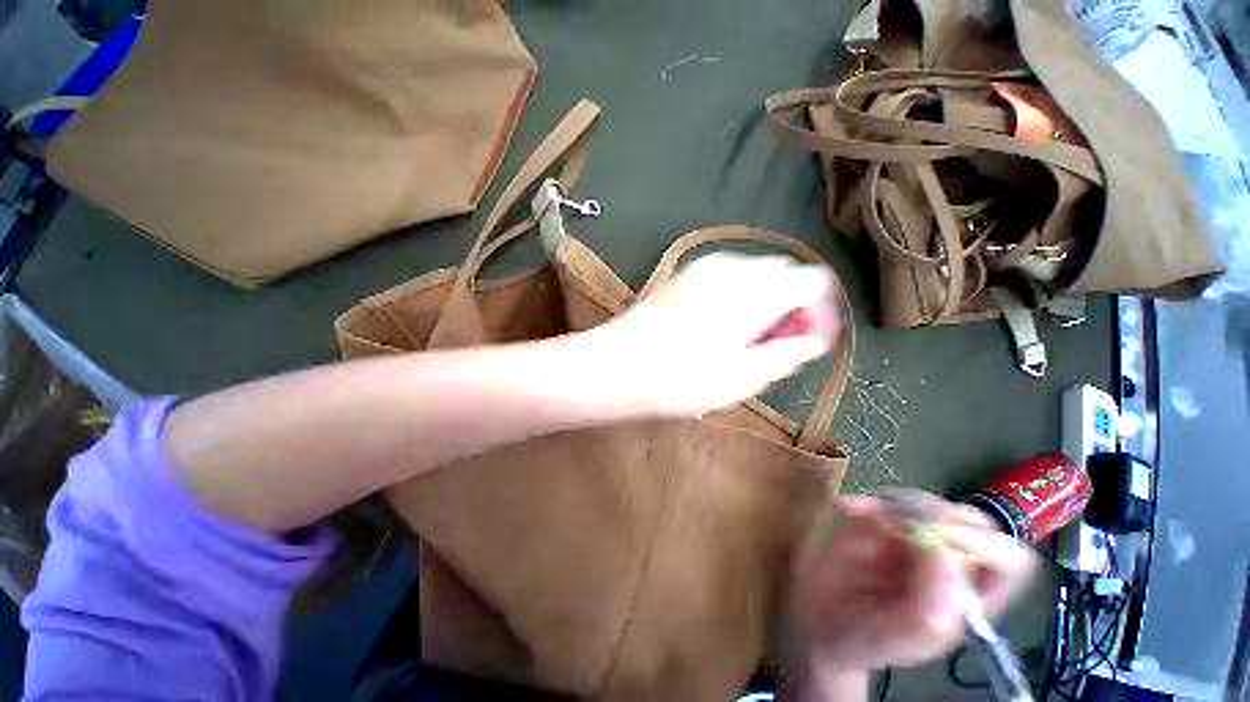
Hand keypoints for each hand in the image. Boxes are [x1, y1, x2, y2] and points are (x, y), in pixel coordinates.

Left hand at [583, 252, 837, 417]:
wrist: (612, 367)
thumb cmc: (679, 381)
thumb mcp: (742, 378)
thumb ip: (787, 353)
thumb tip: (813, 338)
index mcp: (753, 290)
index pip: (811, 281)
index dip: (817, 311)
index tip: (806, 342)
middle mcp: (730, 267)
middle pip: (783, 273)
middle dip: (791, 306)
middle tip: (777, 345)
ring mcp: (702, 268)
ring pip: (754, 274)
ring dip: (764, 301)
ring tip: (748, 340)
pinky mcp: (683, 275)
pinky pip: (727, 277)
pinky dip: (739, 296)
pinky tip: (722, 326)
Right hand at [789, 493, 1036, 687]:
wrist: (824, 618)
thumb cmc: (867, 638)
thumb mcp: (903, 636)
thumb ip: (931, 605)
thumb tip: (940, 551)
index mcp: (970, 599)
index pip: (1009, 561)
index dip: (982, 543)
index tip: (935, 537)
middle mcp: (953, 566)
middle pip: (975, 523)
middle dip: (936, 517)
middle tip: (895, 523)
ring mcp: (919, 540)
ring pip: (933, 505)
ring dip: (898, 504)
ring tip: (862, 514)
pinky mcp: (887, 523)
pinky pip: (890, 499)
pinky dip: (869, 500)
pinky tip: (846, 509)